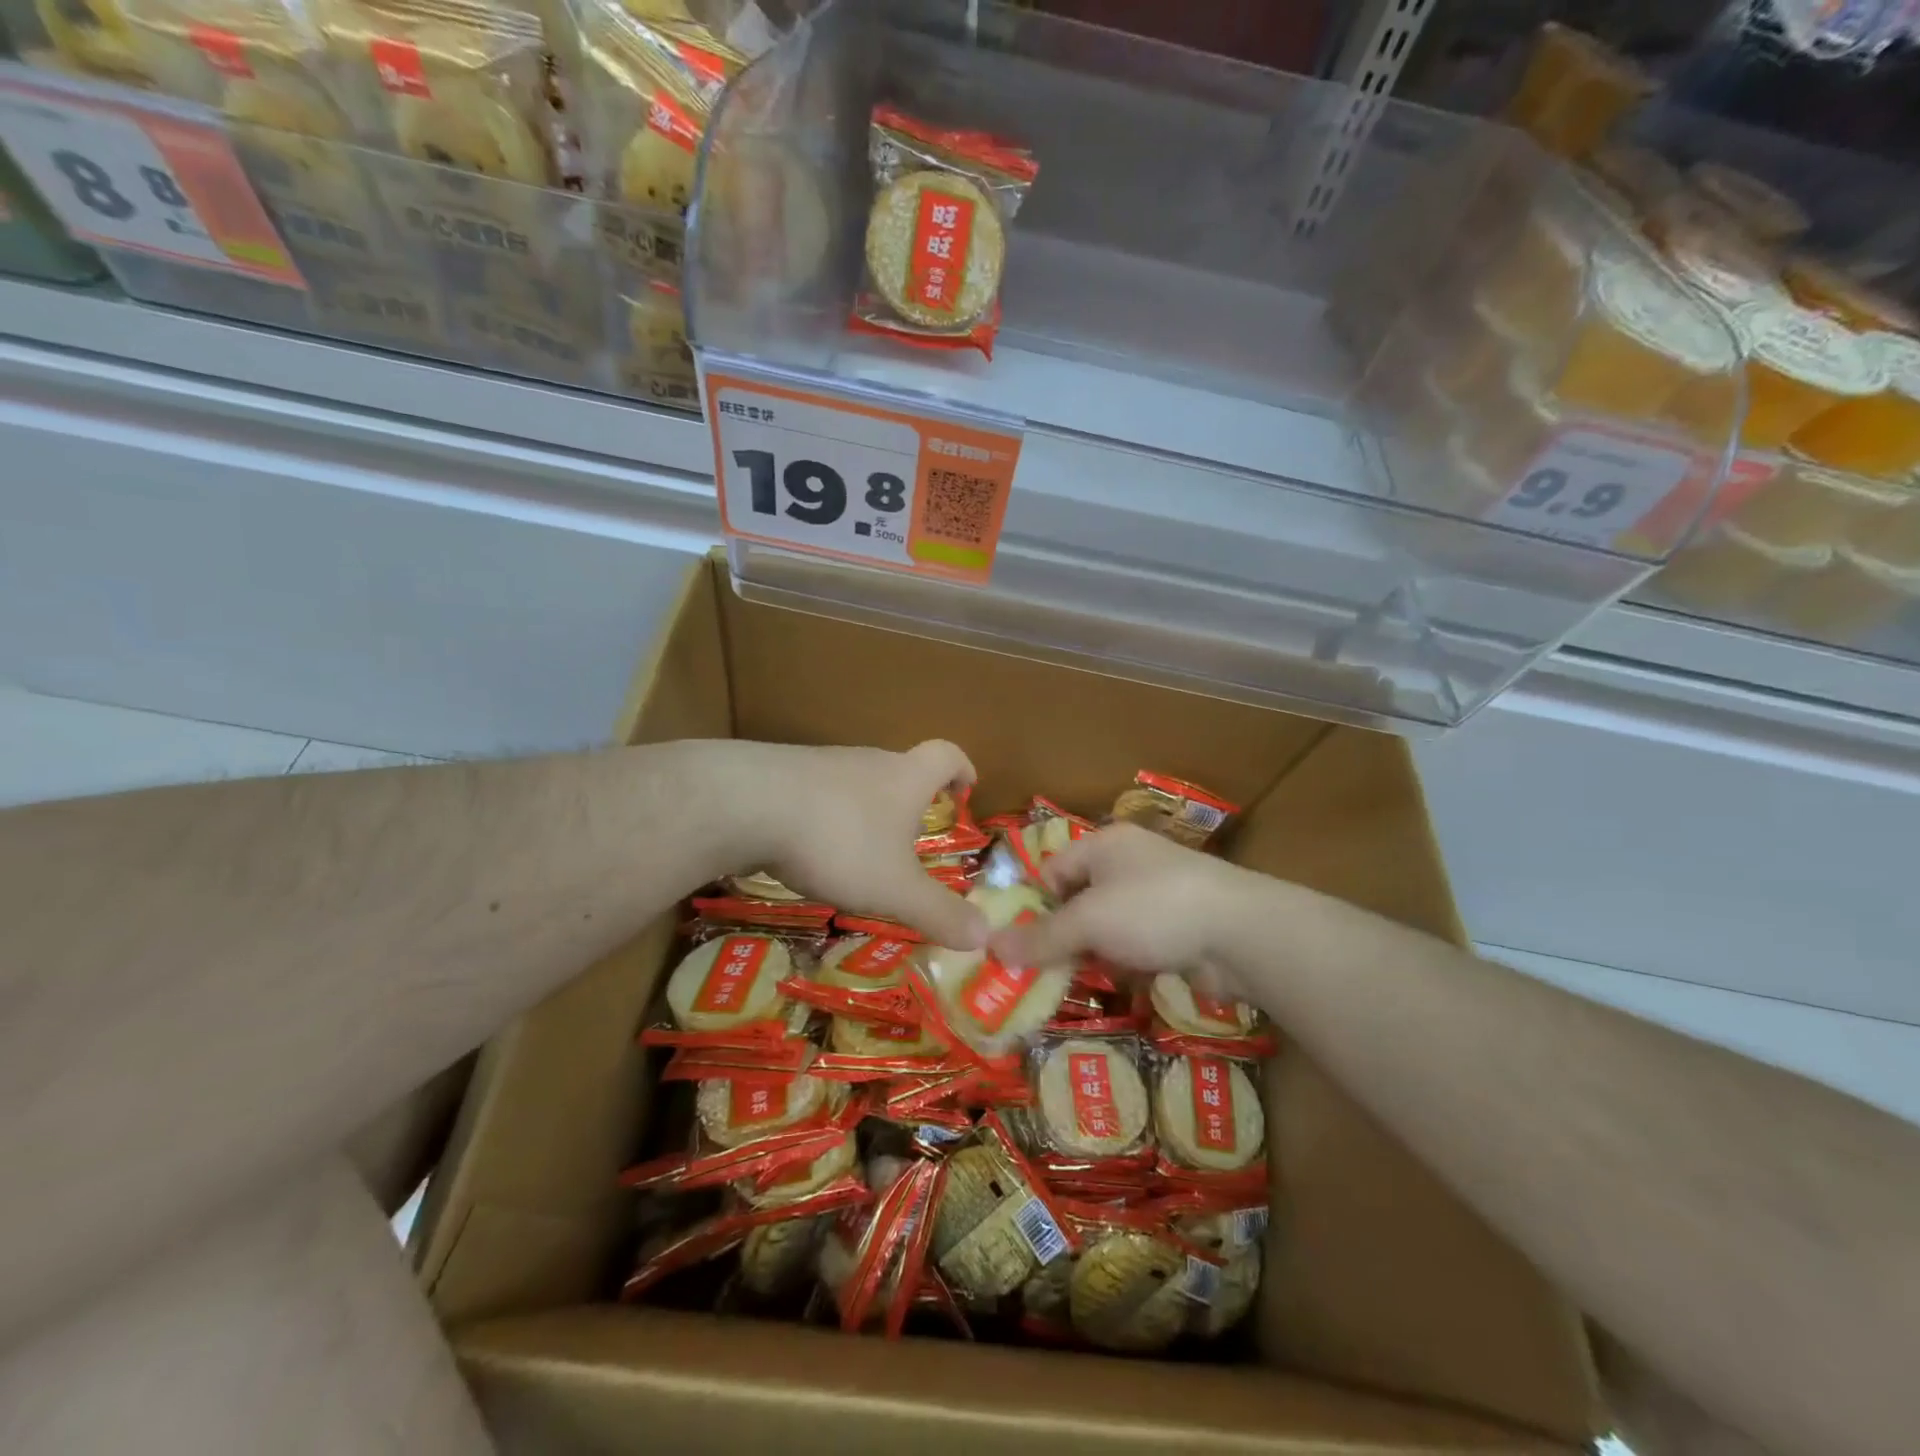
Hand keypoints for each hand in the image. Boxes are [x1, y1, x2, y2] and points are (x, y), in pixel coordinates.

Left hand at [723, 738, 987, 949]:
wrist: (745, 804)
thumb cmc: (839, 841)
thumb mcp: (894, 889)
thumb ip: (939, 913)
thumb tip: (985, 935)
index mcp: (904, 778)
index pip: (945, 755)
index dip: (961, 768)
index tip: (966, 787)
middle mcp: (867, 761)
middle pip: (899, 768)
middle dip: (910, 799)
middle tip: (912, 837)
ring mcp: (821, 764)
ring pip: (855, 781)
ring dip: (865, 810)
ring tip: (860, 852)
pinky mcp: (780, 775)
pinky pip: (815, 793)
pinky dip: (824, 816)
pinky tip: (809, 848)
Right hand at [988, 824, 1261, 993]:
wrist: (1241, 933)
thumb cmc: (1152, 909)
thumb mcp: (1088, 922)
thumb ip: (1041, 937)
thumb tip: (990, 947)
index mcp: (1104, 845)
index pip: (1052, 870)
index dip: (1034, 904)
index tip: (1021, 943)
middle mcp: (1129, 864)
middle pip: (1079, 900)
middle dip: (1063, 936)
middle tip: (1042, 972)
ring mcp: (1157, 896)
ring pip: (1108, 927)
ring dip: (1094, 954)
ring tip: (1078, 983)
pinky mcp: (1178, 928)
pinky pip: (1137, 944)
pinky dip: (1126, 963)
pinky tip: (1123, 983)